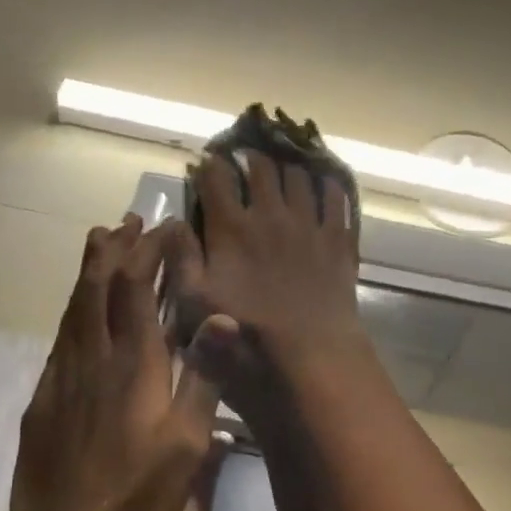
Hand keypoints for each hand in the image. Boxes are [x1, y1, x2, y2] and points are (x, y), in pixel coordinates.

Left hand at [9, 214, 233, 510]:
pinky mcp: (42, 407)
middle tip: (127, 219)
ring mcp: (62, 385)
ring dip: (88, 272)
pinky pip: (59, 342)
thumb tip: (222, 318)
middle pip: (98, 290)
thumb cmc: (139, 509)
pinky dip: (72, 312)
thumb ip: (204, 380)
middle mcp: (94, 364)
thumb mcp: (189, 451)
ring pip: (73, 311)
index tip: (167, 226)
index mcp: (135, 371)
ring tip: (99, 242)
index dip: (150, 253)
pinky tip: (77, 315)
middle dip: (115, 250)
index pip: (138, 292)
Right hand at [168, 153, 366, 414]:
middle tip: (247, 160)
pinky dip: (328, 185)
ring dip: (288, 166)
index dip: (211, 165)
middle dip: (251, 158)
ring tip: (284, 168)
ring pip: (299, 175)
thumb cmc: (247, 333)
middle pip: (262, 167)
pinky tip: (324, 184)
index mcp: (232, 228)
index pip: (217, 178)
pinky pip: (336, 197)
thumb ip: (181, 258)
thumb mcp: (197, 303)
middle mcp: (271, 214)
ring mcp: (309, 223)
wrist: (312, 352)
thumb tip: (172, 222)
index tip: (209, 163)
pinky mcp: (338, 238)